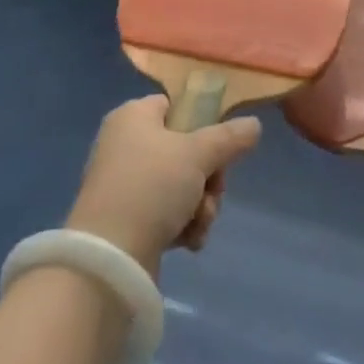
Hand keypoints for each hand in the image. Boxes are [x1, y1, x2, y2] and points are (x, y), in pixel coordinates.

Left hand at [66, 95, 260, 276]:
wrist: (109, 257)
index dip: (201, 124)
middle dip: (208, 176)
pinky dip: (182, 225)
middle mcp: (124, 144)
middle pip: (183, 149)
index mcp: (133, 116)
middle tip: (214, 190)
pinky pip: (164, 212)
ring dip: (200, 204)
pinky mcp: (124, 219)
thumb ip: (229, 138)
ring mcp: (123, 183)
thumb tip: (254, 124)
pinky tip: (189, 241)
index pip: (174, 106)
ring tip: (200, 222)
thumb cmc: (152, 186)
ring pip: (179, 185)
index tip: (220, 147)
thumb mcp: (198, 154)